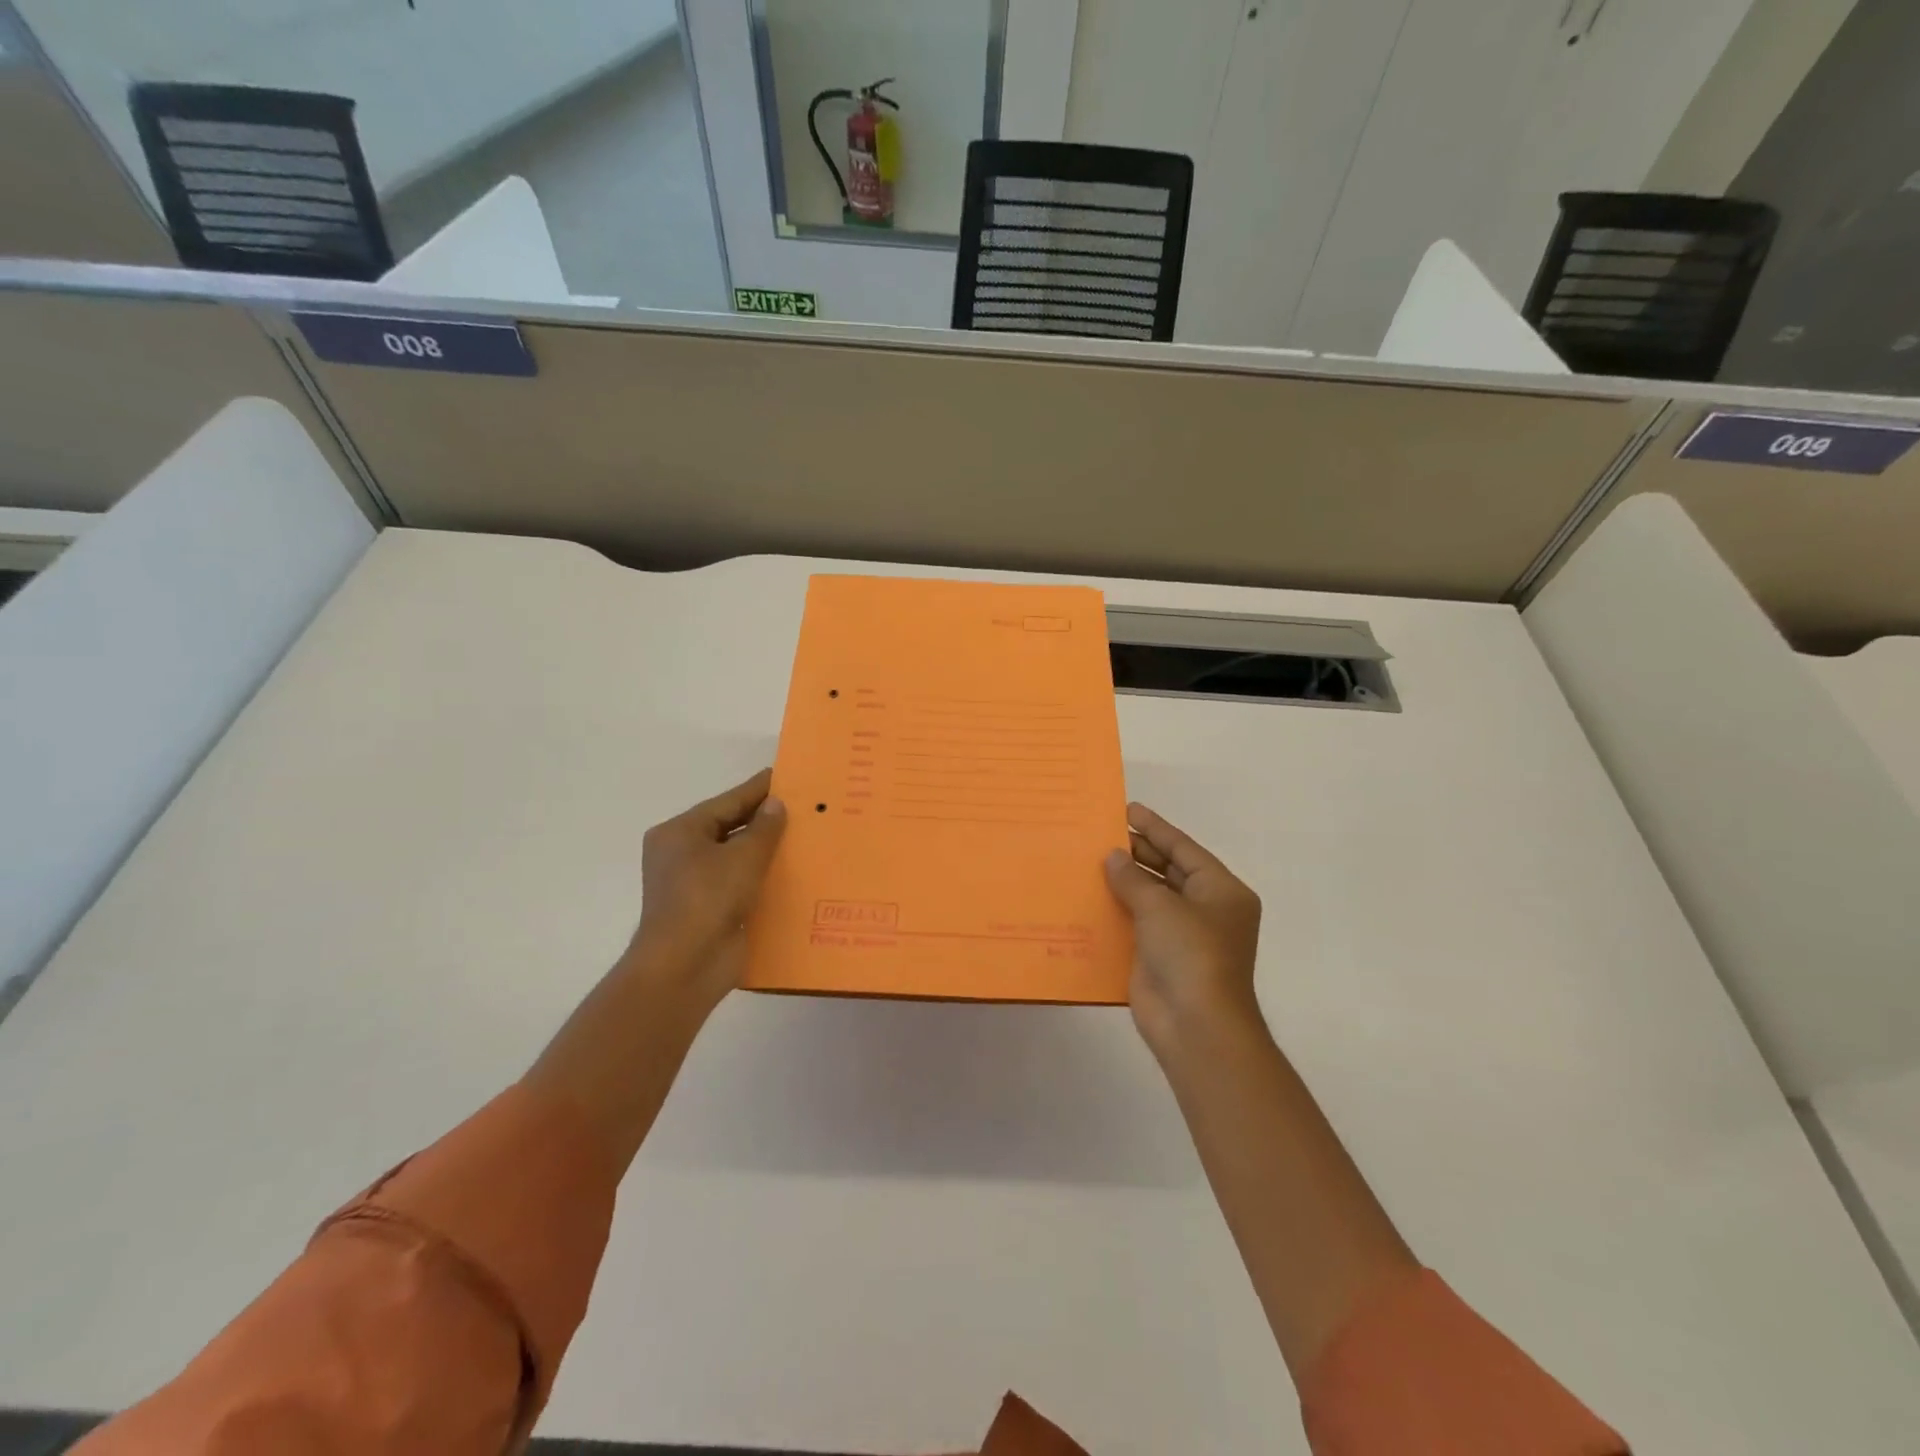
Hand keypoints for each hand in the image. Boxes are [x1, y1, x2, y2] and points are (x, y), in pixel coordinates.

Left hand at [626, 769, 786, 1011]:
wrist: (685, 967)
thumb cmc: (708, 899)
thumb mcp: (743, 856)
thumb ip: (764, 828)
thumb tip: (775, 804)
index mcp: (680, 832)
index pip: (727, 802)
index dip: (759, 789)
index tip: (787, 775)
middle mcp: (682, 854)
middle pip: (730, 827)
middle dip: (765, 820)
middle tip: (803, 805)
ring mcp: (694, 884)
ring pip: (736, 857)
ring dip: (766, 850)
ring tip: (806, 836)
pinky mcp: (709, 910)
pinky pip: (740, 884)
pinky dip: (762, 877)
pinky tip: (793, 873)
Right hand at [1104, 802, 1263, 1057]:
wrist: (1195, 1026)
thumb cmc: (1191, 954)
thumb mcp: (1161, 906)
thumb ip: (1133, 878)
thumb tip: (1113, 857)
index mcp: (1221, 891)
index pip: (1184, 849)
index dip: (1155, 827)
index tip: (1128, 808)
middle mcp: (1205, 909)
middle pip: (1166, 870)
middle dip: (1136, 852)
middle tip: (1100, 832)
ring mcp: (1182, 936)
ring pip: (1148, 897)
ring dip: (1122, 881)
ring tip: (1088, 857)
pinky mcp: (1158, 958)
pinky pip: (1135, 924)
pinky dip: (1115, 910)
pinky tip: (1087, 896)